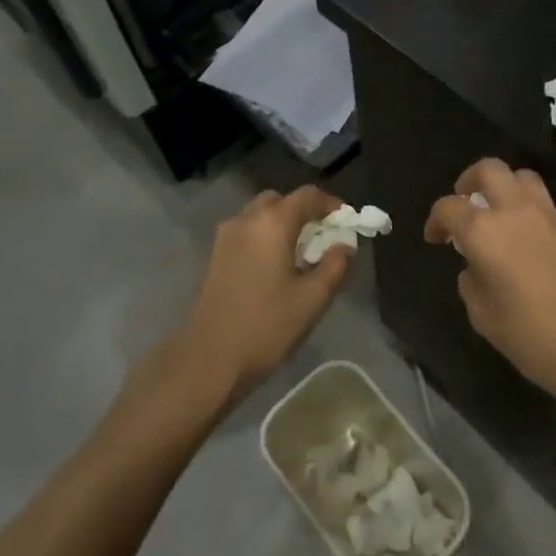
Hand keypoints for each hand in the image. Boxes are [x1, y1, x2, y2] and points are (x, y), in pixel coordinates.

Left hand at [176, 186, 356, 407]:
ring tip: (302, 255)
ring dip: (284, 225)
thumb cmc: (266, 326)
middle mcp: (246, 220)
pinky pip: (247, 232)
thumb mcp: (313, 299)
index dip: (332, 204)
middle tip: (324, 238)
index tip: (348, 222)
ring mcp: (226, 237)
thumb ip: (336, 265)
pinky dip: (266, 237)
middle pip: (281, 201)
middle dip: (305, 212)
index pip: (308, 195)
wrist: (208, 360)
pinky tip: (276, 268)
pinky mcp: (215, 255)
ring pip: (261, 216)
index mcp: (272, 223)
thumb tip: (345, 246)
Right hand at [424, 159, 555, 418]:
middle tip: (467, 203)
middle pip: (490, 169)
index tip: (436, 238)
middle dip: (470, 181)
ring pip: (525, 179)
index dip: (436, 219)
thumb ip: (472, 283)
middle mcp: (518, 212)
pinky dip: (535, 219)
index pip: (449, 207)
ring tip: (502, 217)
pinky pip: (550, 212)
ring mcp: (554, 217)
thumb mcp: (485, 318)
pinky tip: (538, 252)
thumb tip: (477, 268)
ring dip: (507, 190)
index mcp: (486, 233)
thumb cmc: (535, 340)